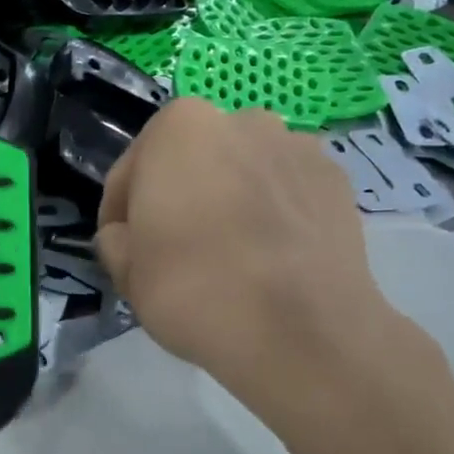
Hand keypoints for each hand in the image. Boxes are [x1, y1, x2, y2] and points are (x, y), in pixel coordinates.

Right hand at [96, 100, 409, 413]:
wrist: (302, 333)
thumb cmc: (195, 289)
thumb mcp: (125, 270)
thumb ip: (115, 239)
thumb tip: (129, 235)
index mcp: (179, 127)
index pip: (132, 169)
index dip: (120, 212)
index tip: (123, 249)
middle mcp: (241, 120)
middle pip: (191, 163)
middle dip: (179, 196)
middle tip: (173, 250)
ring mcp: (297, 147)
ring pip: (241, 174)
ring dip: (228, 200)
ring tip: (228, 254)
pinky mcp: (338, 182)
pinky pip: (284, 193)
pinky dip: (271, 214)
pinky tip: (268, 259)